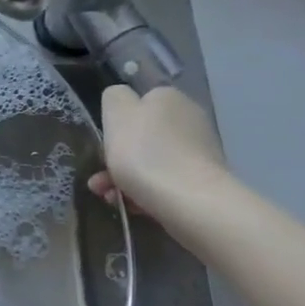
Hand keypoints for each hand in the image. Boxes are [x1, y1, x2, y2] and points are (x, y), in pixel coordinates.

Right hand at [91, 84, 229, 216]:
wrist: (191, 201)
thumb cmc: (145, 153)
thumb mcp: (116, 113)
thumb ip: (114, 97)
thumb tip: (122, 100)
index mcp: (168, 97)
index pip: (137, 103)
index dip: (116, 125)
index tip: (102, 145)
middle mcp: (189, 118)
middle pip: (143, 137)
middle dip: (117, 159)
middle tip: (100, 180)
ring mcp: (200, 151)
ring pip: (151, 162)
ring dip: (126, 179)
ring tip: (110, 199)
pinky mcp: (204, 181)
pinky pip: (167, 182)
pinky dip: (147, 193)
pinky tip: (134, 208)